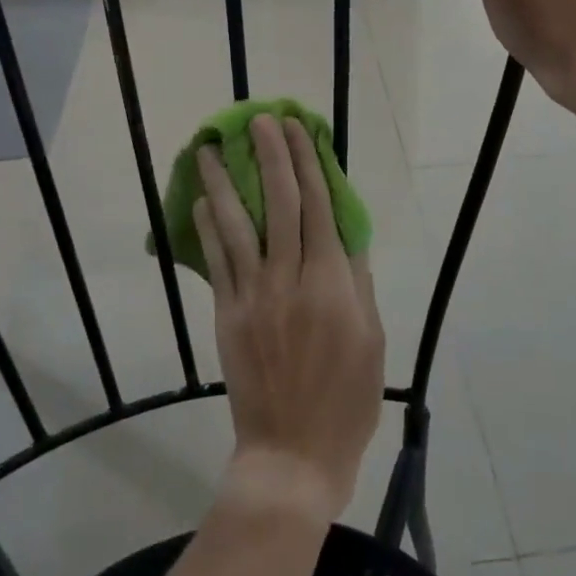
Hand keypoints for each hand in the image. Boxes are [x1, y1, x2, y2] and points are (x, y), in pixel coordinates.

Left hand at [194, 116, 382, 525]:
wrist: (292, 455)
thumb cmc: (346, 400)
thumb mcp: (373, 340)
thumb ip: (358, 282)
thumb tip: (345, 235)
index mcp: (332, 283)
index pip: (319, 207)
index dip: (308, 163)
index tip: (298, 129)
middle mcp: (290, 278)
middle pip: (280, 203)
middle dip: (270, 156)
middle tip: (259, 120)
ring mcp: (252, 295)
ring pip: (237, 224)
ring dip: (224, 181)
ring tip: (209, 146)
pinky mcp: (227, 314)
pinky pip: (216, 260)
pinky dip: (208, 226)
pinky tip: (201, 199)